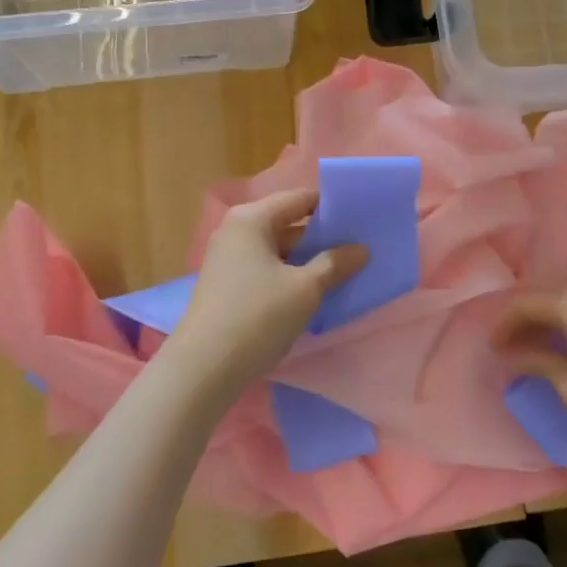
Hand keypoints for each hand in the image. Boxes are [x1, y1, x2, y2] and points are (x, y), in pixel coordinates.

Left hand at [165, 188, 368, 397]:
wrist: (204, 368)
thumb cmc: (257, 316)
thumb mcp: (305, 289)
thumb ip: (335, 264)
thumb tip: (361, 249)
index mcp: (251, 219)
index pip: (299, 199)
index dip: (331, 207)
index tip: (361, 219)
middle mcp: (236, 231)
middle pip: (288, 223)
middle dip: (322, 236)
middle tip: (359, 247)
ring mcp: (229, 259)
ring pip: (278, 249)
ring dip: (307, 259)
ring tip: (344, 269)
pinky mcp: (228, 285)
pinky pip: (267, 269)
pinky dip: (290, 275)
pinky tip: (314, 291)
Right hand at [492, 289, 566, 452]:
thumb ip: (538, 364)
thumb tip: (514, 356)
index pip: (526, 304)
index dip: (504, 325)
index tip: (491, 350)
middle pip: (546, 298)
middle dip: (523, 320)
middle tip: (508, 348)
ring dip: (546, 322)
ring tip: (532, 350)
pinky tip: (564, 348)